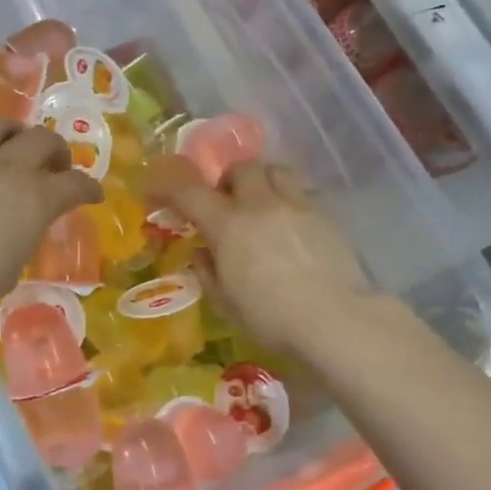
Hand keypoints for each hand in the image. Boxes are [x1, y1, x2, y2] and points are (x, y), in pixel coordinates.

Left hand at [0, 118, 102, 332]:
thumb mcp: (10, 267)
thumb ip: (22, 236)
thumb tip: (19, 225)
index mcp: (35, 199)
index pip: (75, 184)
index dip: (88, 188)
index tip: (91, 194)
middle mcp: (6, 167)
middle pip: (43, 140)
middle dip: (56, 151)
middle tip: (54, 166)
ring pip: (0, 124)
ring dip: (15, 133)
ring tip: (12, 145)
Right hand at [146, 155, 371, 358]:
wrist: (336, 320)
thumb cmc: (271, 318)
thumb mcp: (226, 302)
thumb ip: (208, 271)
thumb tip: (203, 252)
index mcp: (228, 225)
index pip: (189, 193)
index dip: (167, 187)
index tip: (154, 191)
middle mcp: (261, 205)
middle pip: (240, 169)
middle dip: (227, 182)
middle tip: (224, 205)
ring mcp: (297, 205)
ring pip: (275, 169)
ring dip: (261, 180)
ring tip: (260, 205)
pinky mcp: (326, 216)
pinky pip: (301, 191)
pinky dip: (287, 198)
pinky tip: (289, 225)